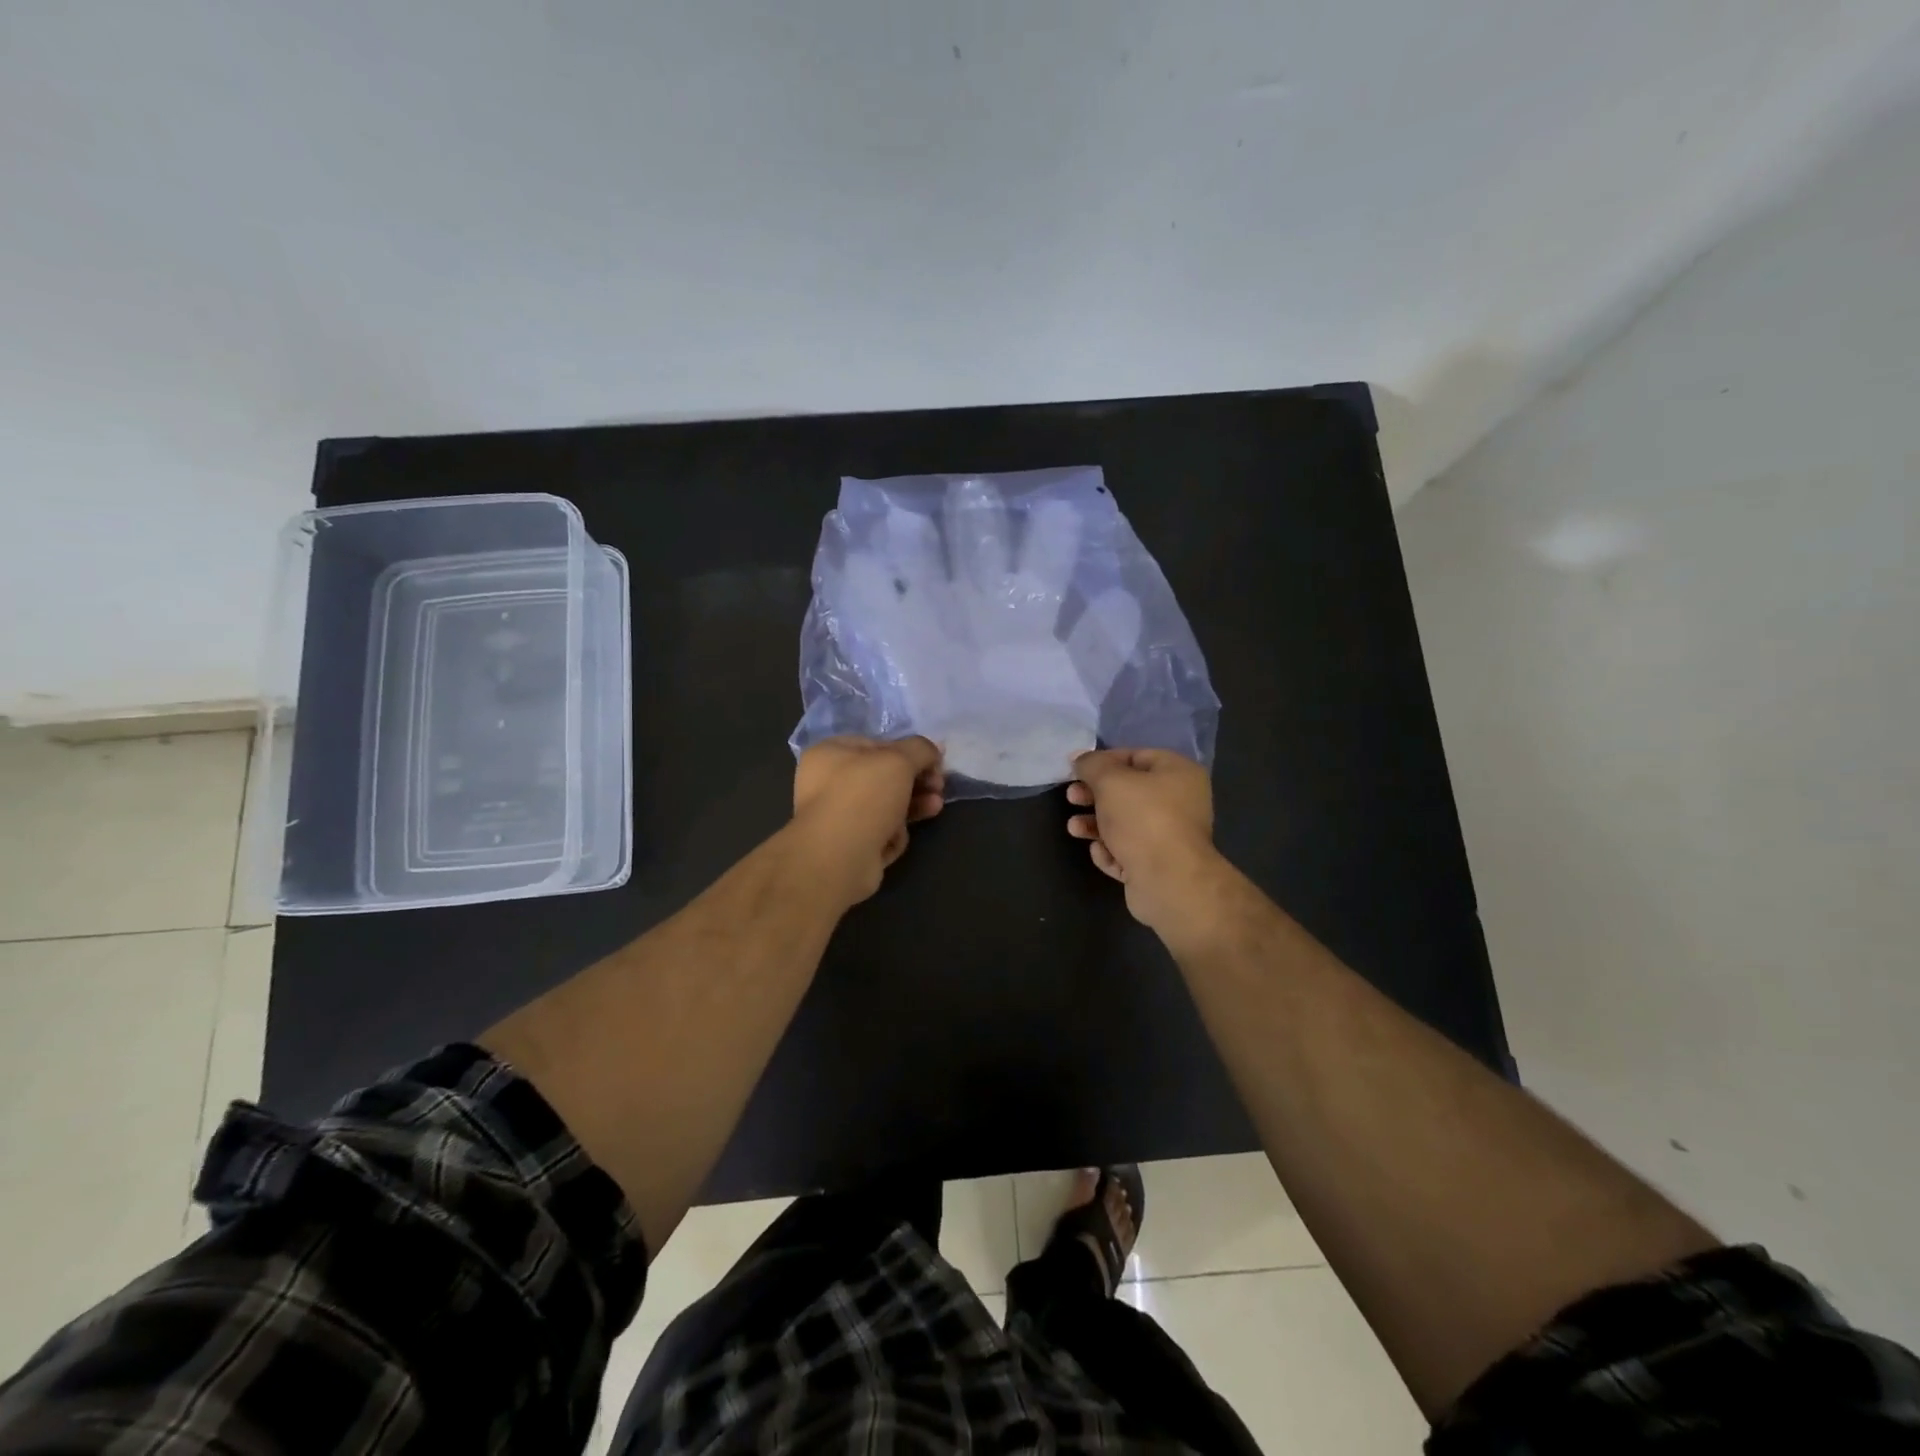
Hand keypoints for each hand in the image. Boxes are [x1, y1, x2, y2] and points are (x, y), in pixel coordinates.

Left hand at [791, 735, 944, 906]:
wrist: (838, 857)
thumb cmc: (864, 796)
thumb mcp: (899, 760)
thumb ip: (920, 749)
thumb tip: (933, 749)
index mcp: (829, 753)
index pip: (877, 744)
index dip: (908, 752)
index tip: (934, 762)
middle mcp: (827, 783)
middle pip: (883, 777)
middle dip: (916, 781)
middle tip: (938, 786)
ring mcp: (837, 817)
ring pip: (885, 806)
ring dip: (914, 805)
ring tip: (935, 807)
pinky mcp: (848, 846)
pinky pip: (879, 833)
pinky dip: (893, 834)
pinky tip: (897, 837)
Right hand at [1066, 748, 1222, 932]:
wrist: (1169, 881)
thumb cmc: (1143, 819)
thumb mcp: (1110, 781)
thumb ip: (1092, 765)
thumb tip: (1079, 758)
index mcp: (1178, 773)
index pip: (1136, 756)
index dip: (1103, 761)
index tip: (1076, 770)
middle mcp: (1180, 802)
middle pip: (1128, 792)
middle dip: (1095, 795)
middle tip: (1072, 798)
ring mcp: (1170, 836)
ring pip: (1125, 824)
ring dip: (1095, 825)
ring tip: (1074, 828)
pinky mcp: (1158, 866)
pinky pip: (1128, 851)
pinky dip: (1111, 850)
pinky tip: (1100, 852)